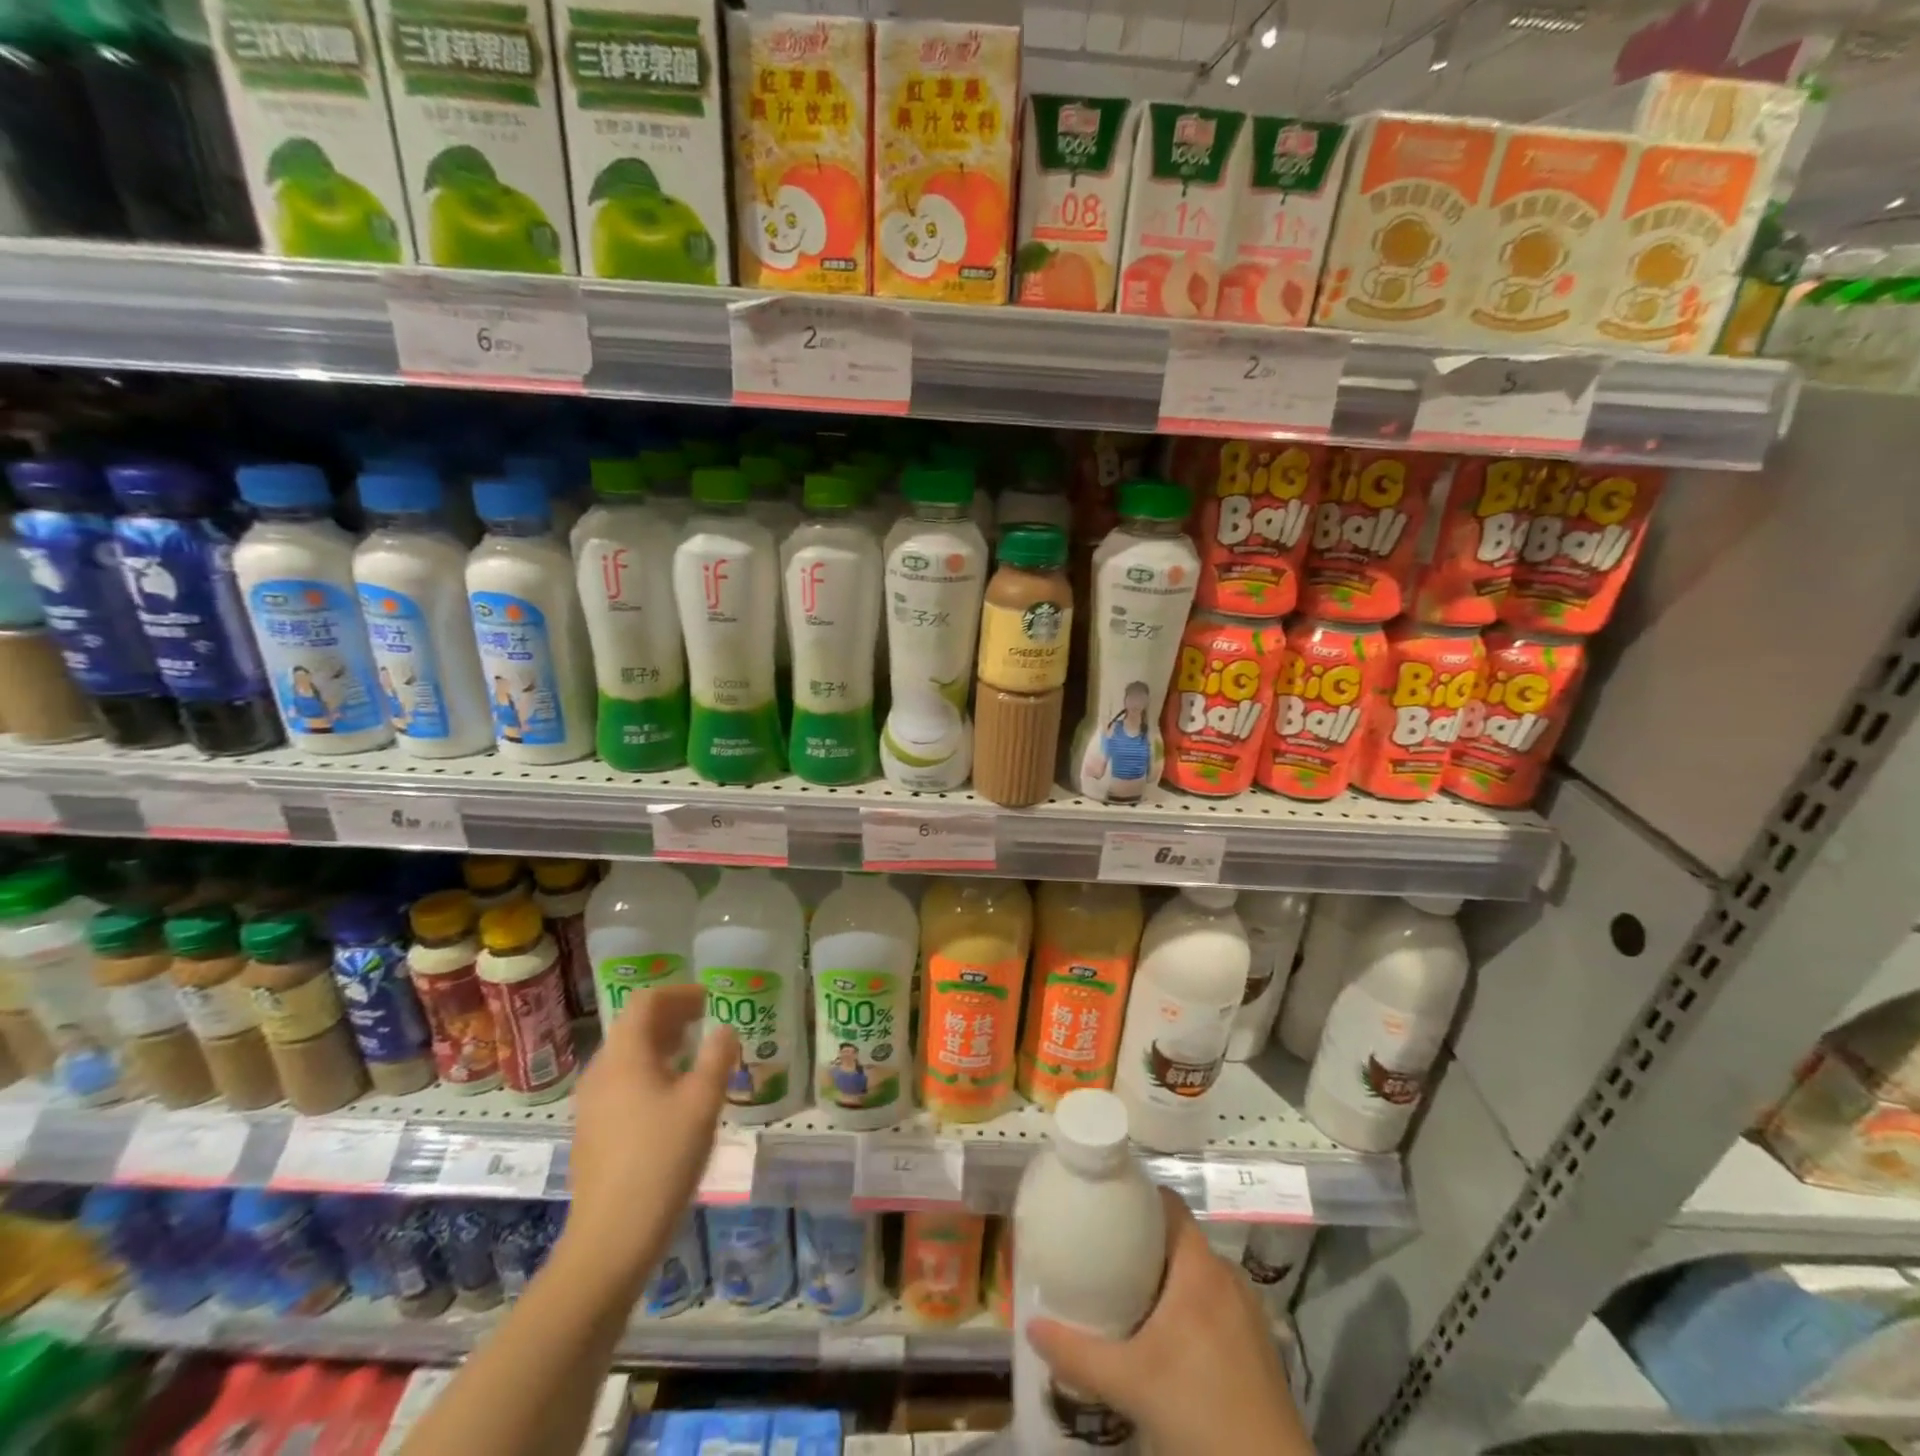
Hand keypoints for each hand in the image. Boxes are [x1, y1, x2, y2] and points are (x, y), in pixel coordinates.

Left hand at [559, 984, 736, 1290]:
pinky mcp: (592, 1132)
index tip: (709, 999)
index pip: (646, 1002)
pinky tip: (672, 1096)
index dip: (679, 994)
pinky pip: (621, 1083)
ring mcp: (591, 1105)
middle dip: (671, 1017)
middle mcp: (601, 1072)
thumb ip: (717, 1057)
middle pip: (634, 1027)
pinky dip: (649, 1072)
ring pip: (627, 1057)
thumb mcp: (703, 1102)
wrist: (612, 1239)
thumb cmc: (662, 1160)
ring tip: (694, 1054)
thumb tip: (724, 1030)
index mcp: (624, 1056)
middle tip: (706, 1020)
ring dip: (661, 1045)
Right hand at [1026, 1191, 1308, 1455]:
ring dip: (1167, 1278)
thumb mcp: (1129, 1383)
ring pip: (1199, 1274)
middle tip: (1105, 1255)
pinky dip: (1190, 1305)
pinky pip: (1216, 1302)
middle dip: (1144, 1243)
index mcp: (1200, 1267)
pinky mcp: (1259, 1344)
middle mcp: (1228, 1276)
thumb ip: (1078, 1352)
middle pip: (1180, 1239)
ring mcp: (1249, 1311)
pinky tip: (1168, 1338)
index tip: (1106, 1205)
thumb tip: (1031, 1325)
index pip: (1169, 1204)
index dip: (1138, 1197)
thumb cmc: (1199, 1413)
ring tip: (1129, 1294)